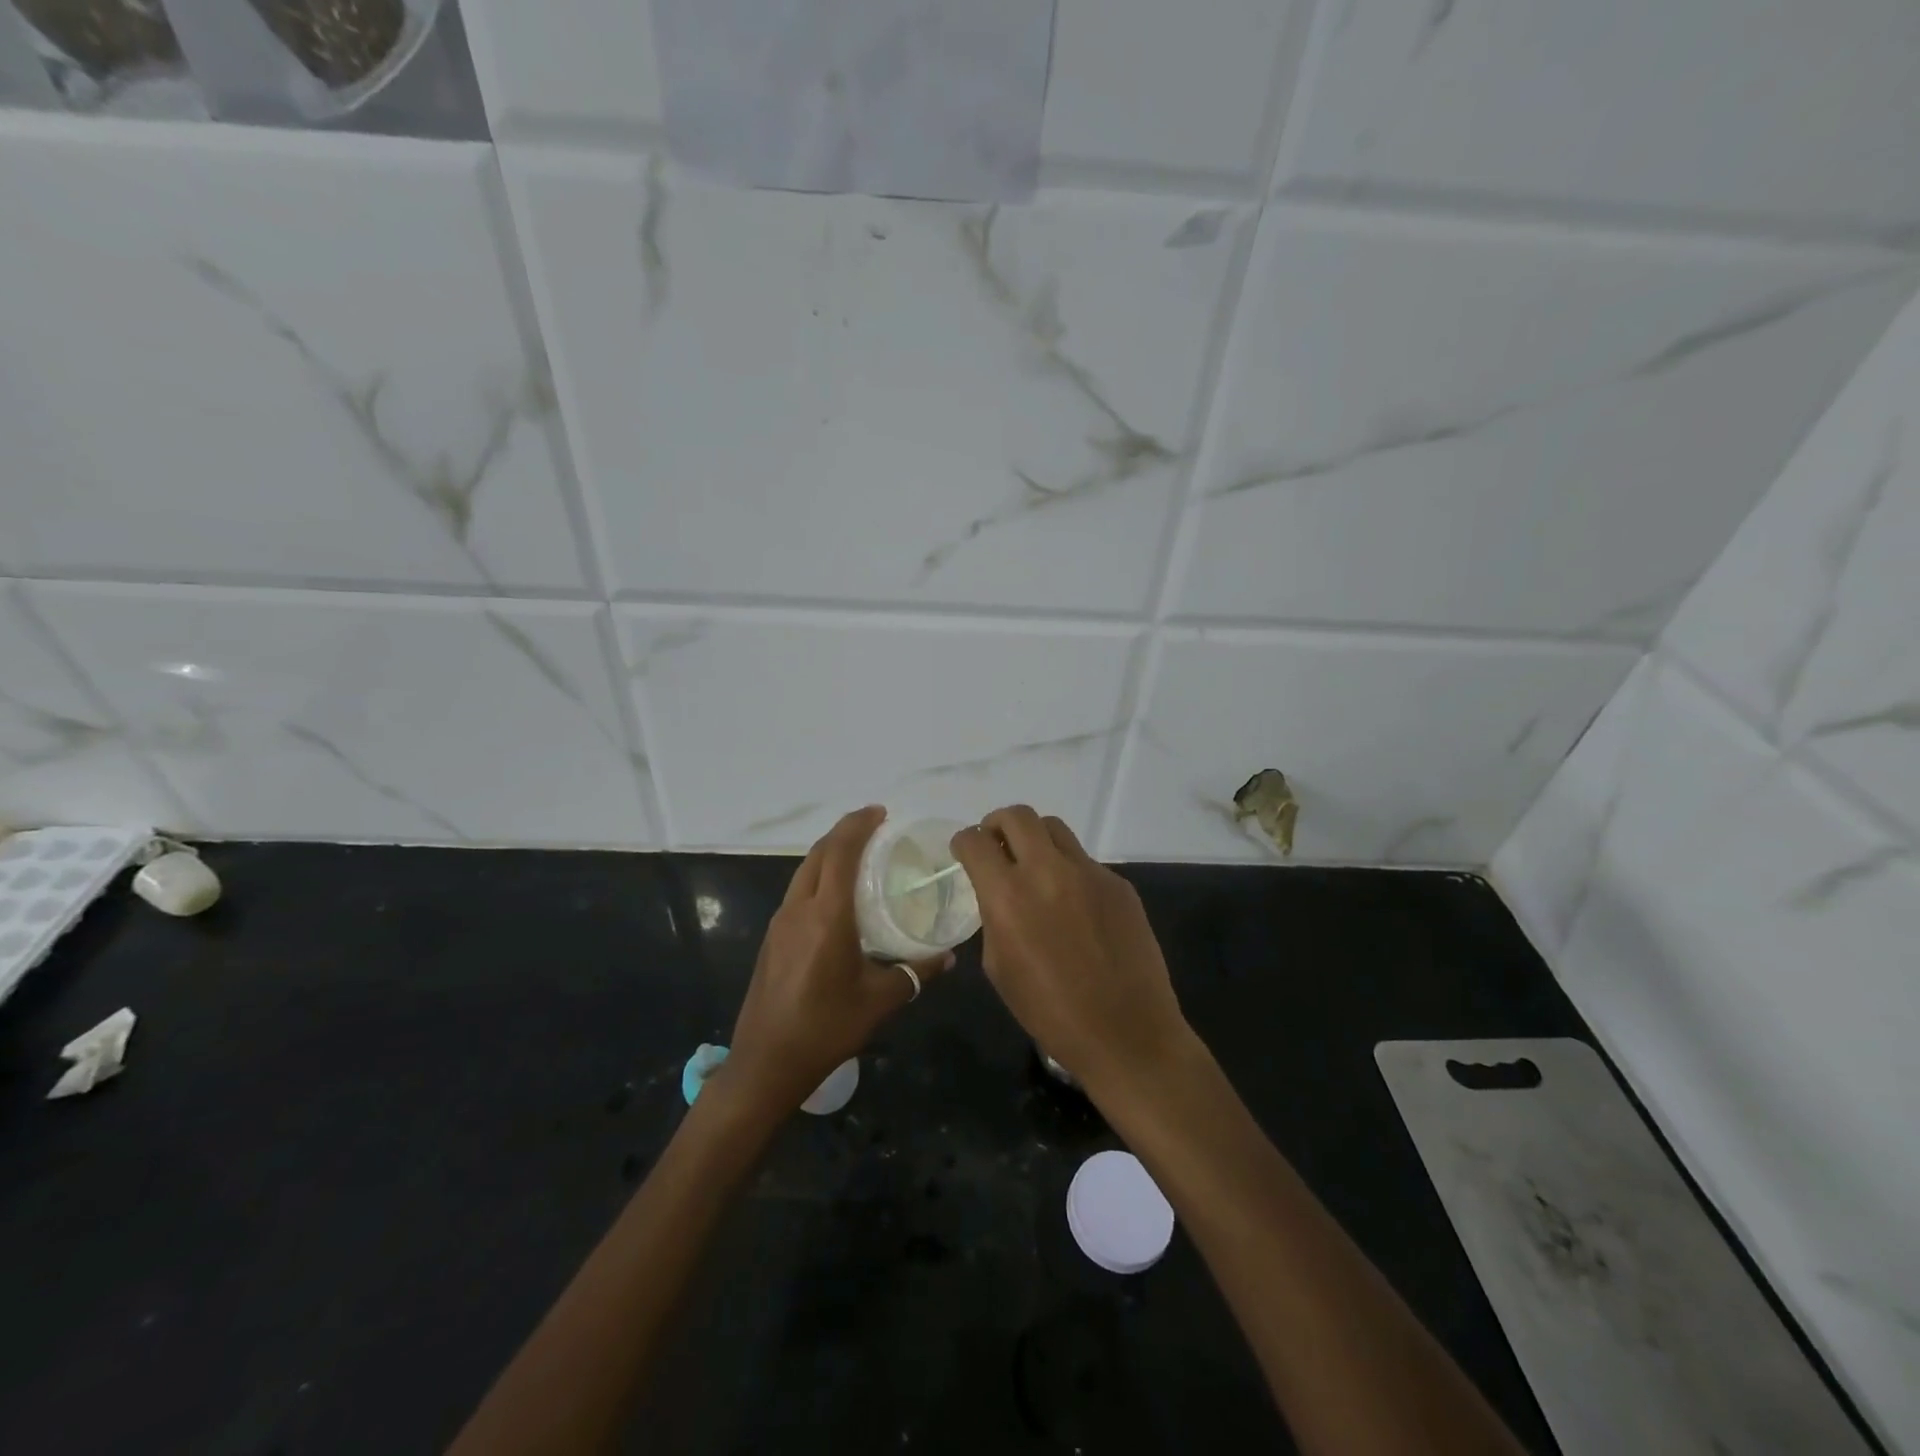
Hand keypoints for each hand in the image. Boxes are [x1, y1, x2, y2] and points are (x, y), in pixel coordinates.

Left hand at [725, 807, 952, 1114]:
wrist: (765, 1063)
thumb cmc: (826, 1028)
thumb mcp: (879, 1001)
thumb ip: (915, 973)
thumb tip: (948, 957)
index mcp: (826, 916)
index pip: (840, 853)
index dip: (858, 825)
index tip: (880, 813)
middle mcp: (799, 909)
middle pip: (819, 854)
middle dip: (844, 832)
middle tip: (875, 827)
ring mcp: (780, 922)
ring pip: (804, 870)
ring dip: (829, 853)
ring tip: (859, 854)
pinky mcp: (773, 938)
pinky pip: (798, 891)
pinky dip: (819, 876)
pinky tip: (837, 895)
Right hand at [951, 805, 1189, 1097]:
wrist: (1126, 1033)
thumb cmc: (1051, 1012)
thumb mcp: (1000, 967)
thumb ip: (994, 917)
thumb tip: (999, 894)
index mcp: (1008, 896)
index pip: (975, 842)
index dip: (964, 842)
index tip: (965, 852)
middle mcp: (1047, 871)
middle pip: (1017, 816)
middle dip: (997, 824)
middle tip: (997, 846)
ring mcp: (1089, 872)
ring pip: (1054, 828)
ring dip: (1035, 839)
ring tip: (1035, 867)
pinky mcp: (1119, 883)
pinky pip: (1085, 862)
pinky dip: (1069, 871)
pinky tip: (1075, 907)